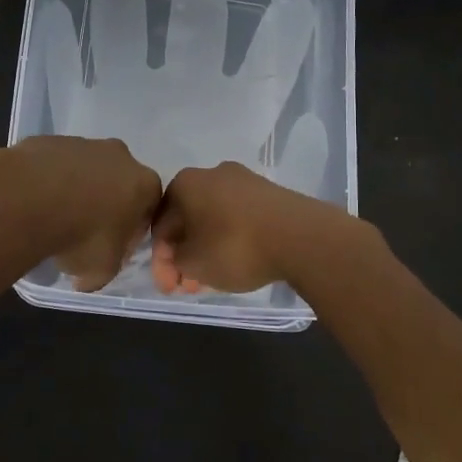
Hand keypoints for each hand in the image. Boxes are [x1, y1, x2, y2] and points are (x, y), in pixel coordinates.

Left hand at [2, 136, 162, 291]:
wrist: (30, 199)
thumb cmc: (81, 235)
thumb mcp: (101, 270)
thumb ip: (105, 270)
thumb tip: (87, 278)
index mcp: (144, 184)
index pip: (148, 208)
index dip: (131, 230)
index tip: (112, 247)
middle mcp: (119, 156)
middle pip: (118, 183)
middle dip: (105, 204)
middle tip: (82, 231)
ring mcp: (83, 143)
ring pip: (85, 170)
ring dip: (75, 190)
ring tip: (52, 217)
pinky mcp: (50, 140)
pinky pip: (55, 164)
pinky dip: (48, 180)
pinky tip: (34, 201)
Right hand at [150, 161, 345, 294]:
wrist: (301, 236)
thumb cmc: (235, 247)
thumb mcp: (193, 264)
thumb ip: (176, 261)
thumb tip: (181, 256)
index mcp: (185, 183)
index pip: (161, 224)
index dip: (160, 260)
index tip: (169, 287)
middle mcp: (212, 174)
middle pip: (189, 220)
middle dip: (185, 256)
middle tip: (189, 286)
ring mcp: (245, 181)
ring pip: (214, 220)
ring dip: (207, 250)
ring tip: (213, 280)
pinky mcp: (270, 194)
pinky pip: (239, 218)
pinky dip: (231, 240)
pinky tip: (237, 263)